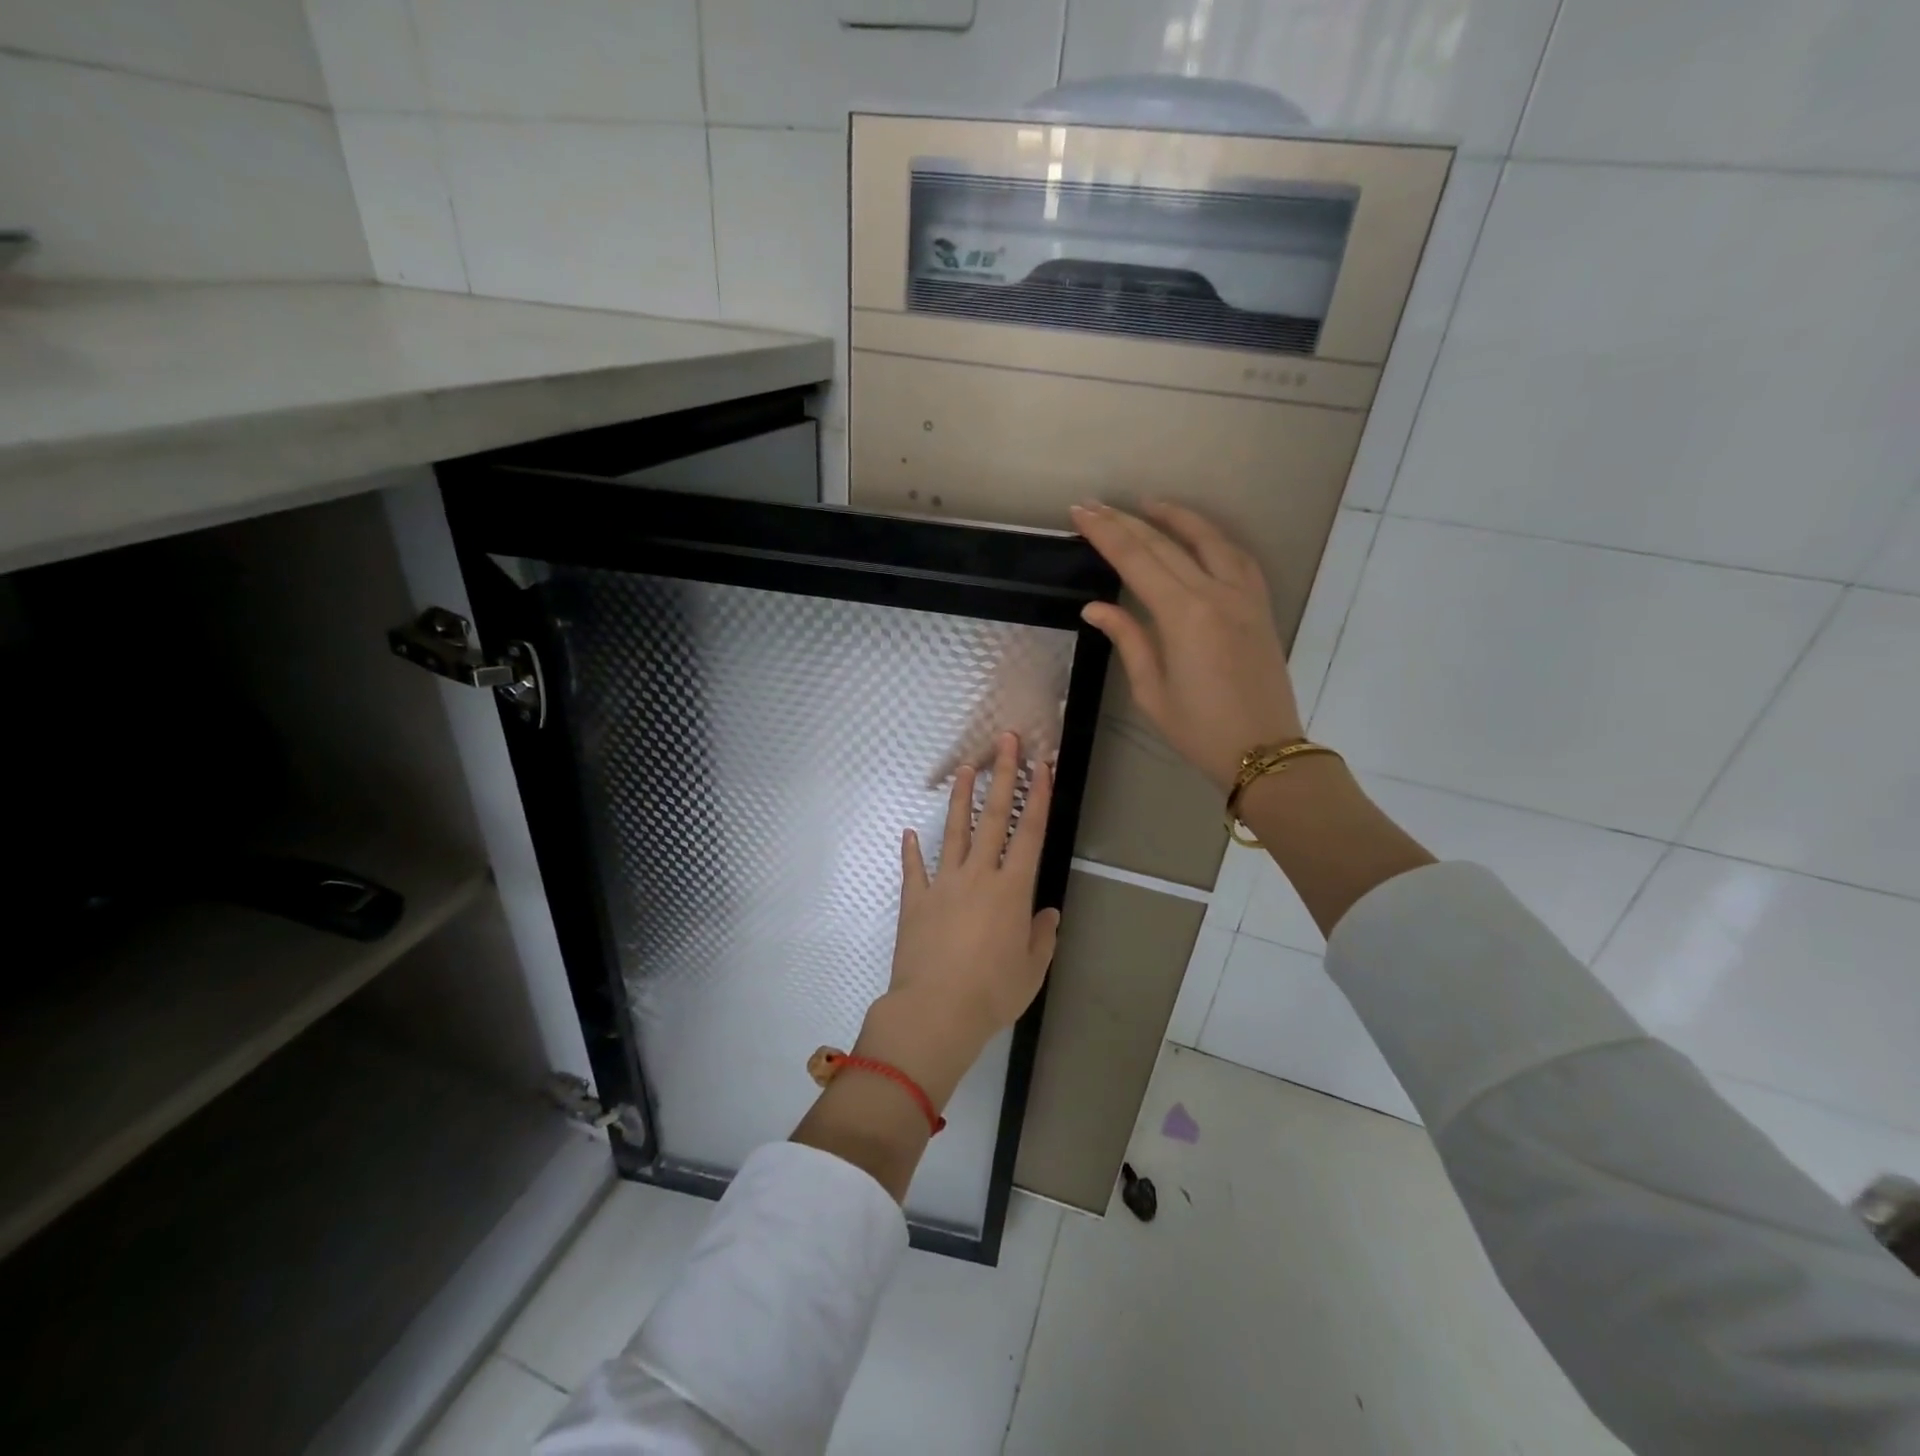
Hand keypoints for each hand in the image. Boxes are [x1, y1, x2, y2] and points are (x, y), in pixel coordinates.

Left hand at [861, 733, 1061, 1103]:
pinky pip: (914, 869)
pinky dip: (911, 851)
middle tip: (1005, 741)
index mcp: (1012, 890)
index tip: (1042, 765)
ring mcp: (943, 884)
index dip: (1038, 797)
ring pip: (955, 832)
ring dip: (961, 798)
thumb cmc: (992, 993)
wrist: (935, 1011)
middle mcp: (978, 876)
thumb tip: (1047, 913)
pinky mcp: (915, 900)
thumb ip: (1042, 936)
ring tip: (966, 768)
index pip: (1030, 833)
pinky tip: (908, 832)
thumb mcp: (1032, 969)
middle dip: (1002, 776)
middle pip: (993, 817)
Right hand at [1069, 499, 1303, 792]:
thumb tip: (1095, 607)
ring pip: (1208, 539)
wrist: (1263, 750)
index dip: (1105, 533)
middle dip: (1126, 521)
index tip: (1080, 512)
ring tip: (1147, 504)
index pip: (1136, 560)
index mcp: (1182, 615)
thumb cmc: (1199, 729)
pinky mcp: (1261, 605)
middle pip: (1165, 543)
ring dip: (1175, 517)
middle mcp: (1215, 593)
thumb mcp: (1151, 691)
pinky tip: (1199, 536)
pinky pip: (1238, 557)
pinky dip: (1214, 538)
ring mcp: (1244, 596)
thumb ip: (1128, 639)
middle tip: (1096, 505)